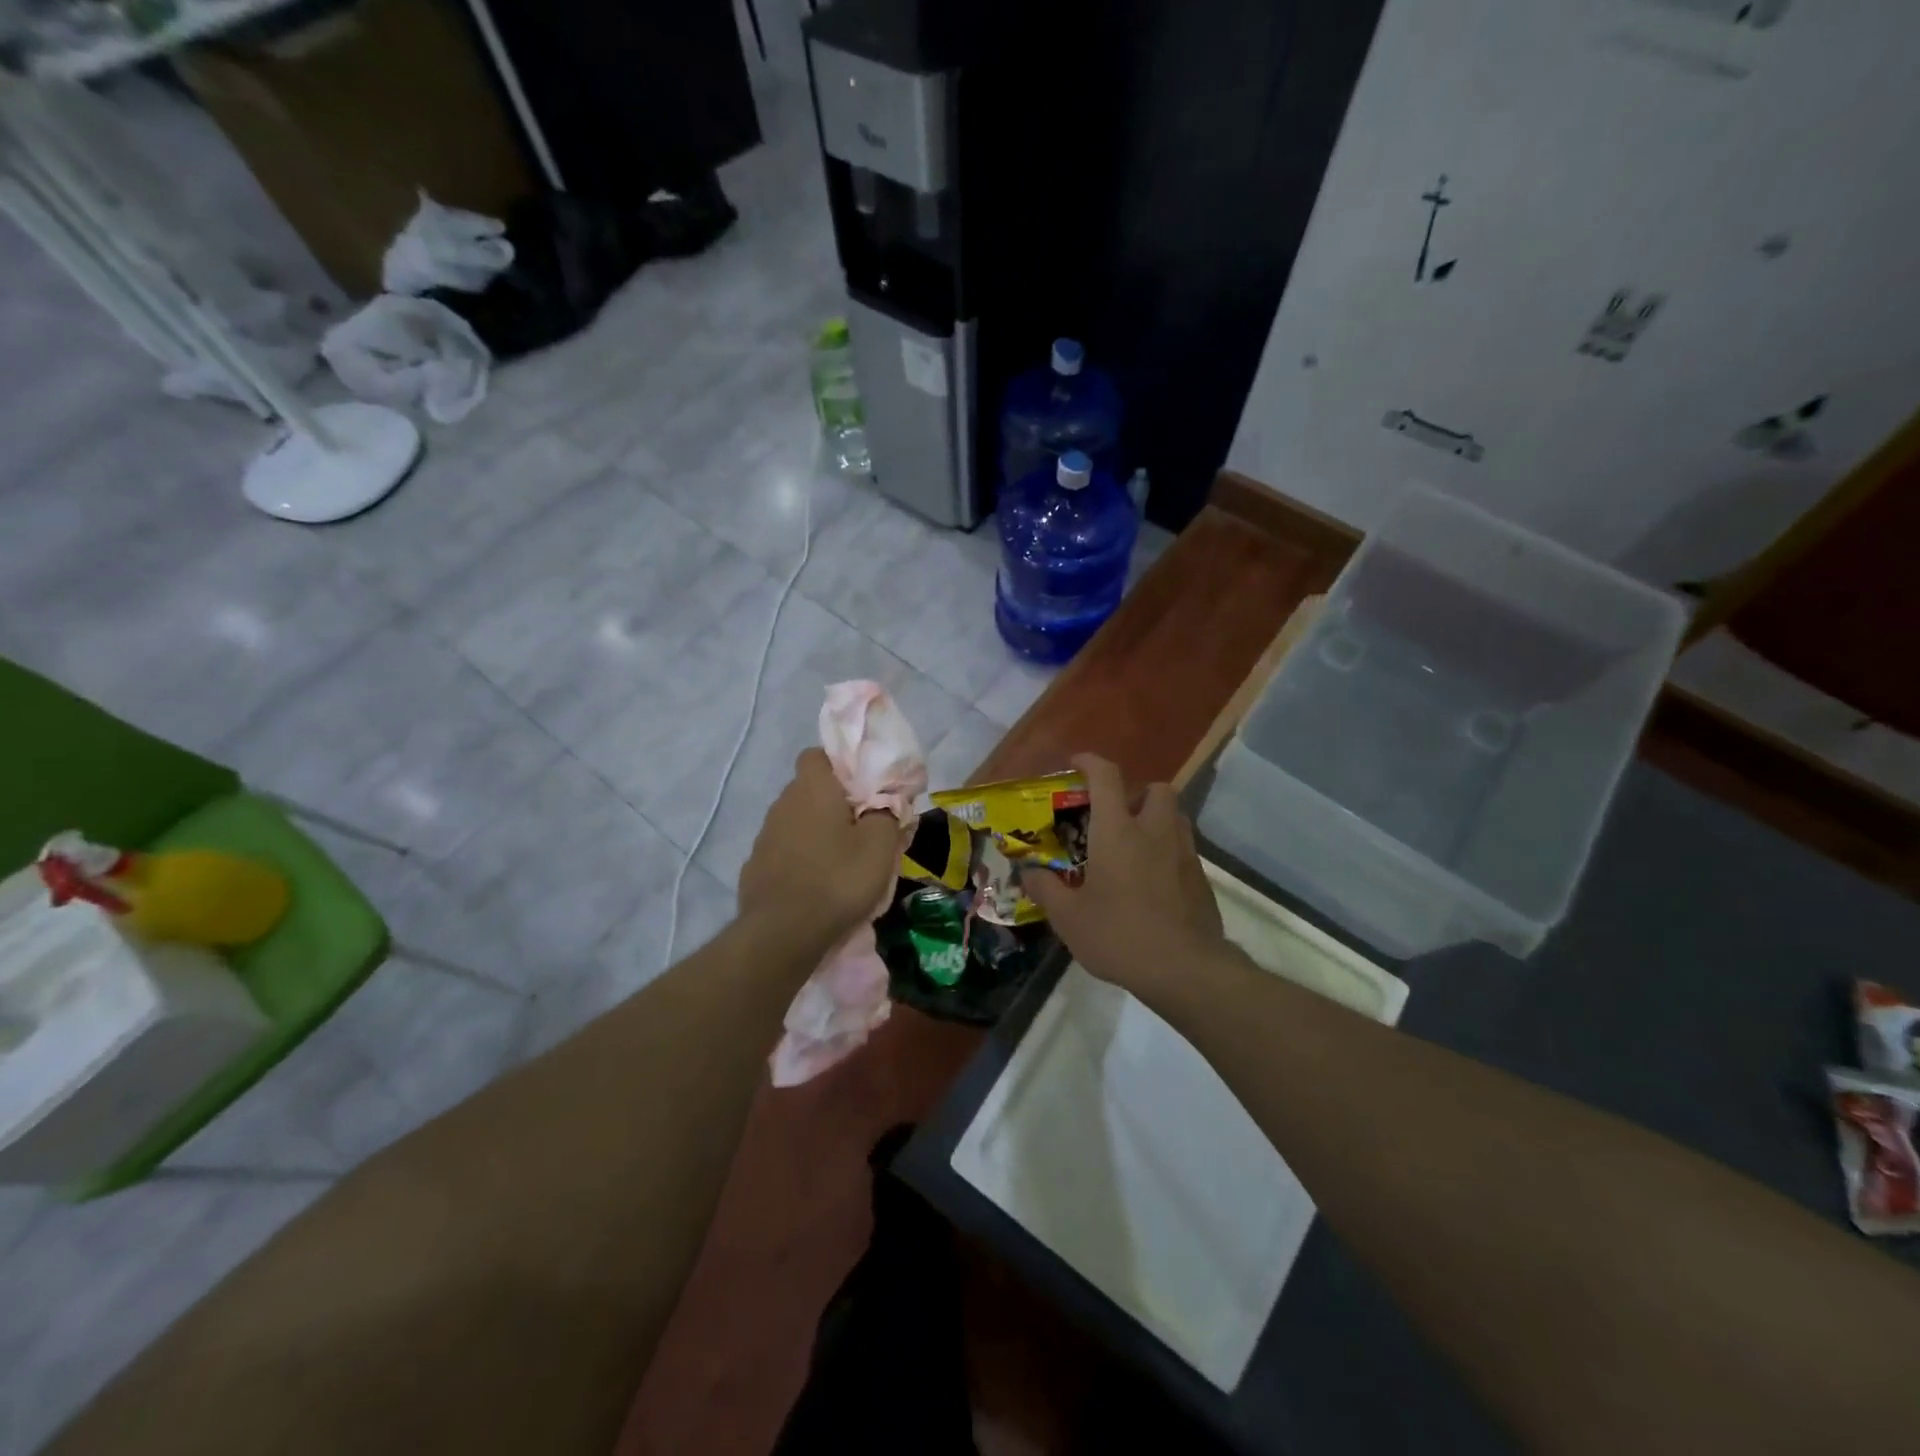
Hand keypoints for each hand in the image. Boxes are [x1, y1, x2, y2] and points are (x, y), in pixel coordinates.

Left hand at [739, 749, 904, 951]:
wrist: (783, 933)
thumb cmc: (838, 879)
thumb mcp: (880, 845)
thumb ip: (887, 813)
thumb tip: (886, 800)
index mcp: (812, 788)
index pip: (817, 754)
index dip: (839, 764)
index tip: (862, 785)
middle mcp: (783, 803)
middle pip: (809, 789)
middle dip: (832, 801)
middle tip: (861, 825)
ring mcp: (765, 836)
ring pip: (796, 821)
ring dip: (816, 831)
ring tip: (841, 859)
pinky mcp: (755, 866)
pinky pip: (784, 851)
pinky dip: (800, 858)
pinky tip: (816, 882)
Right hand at [1024, 754, 1224, 993]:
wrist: (1185, 970)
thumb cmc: (1119, 936)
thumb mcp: (1069, 918)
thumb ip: (1045, 889)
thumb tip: (1027, 871)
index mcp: (1118, 831)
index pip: (1106, 777)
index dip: (1090, 762)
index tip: (1076, 763)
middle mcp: (1155, 832)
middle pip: (1156, 789)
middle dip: (1136, 793)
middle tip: (1115, 817)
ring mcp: (1184, 854)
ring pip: (1175, 817)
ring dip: (1155, 820)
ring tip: (1134, 848)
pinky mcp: (1201, 879)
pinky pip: (1184, 850)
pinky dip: (1168, 853)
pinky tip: (1152, 883)